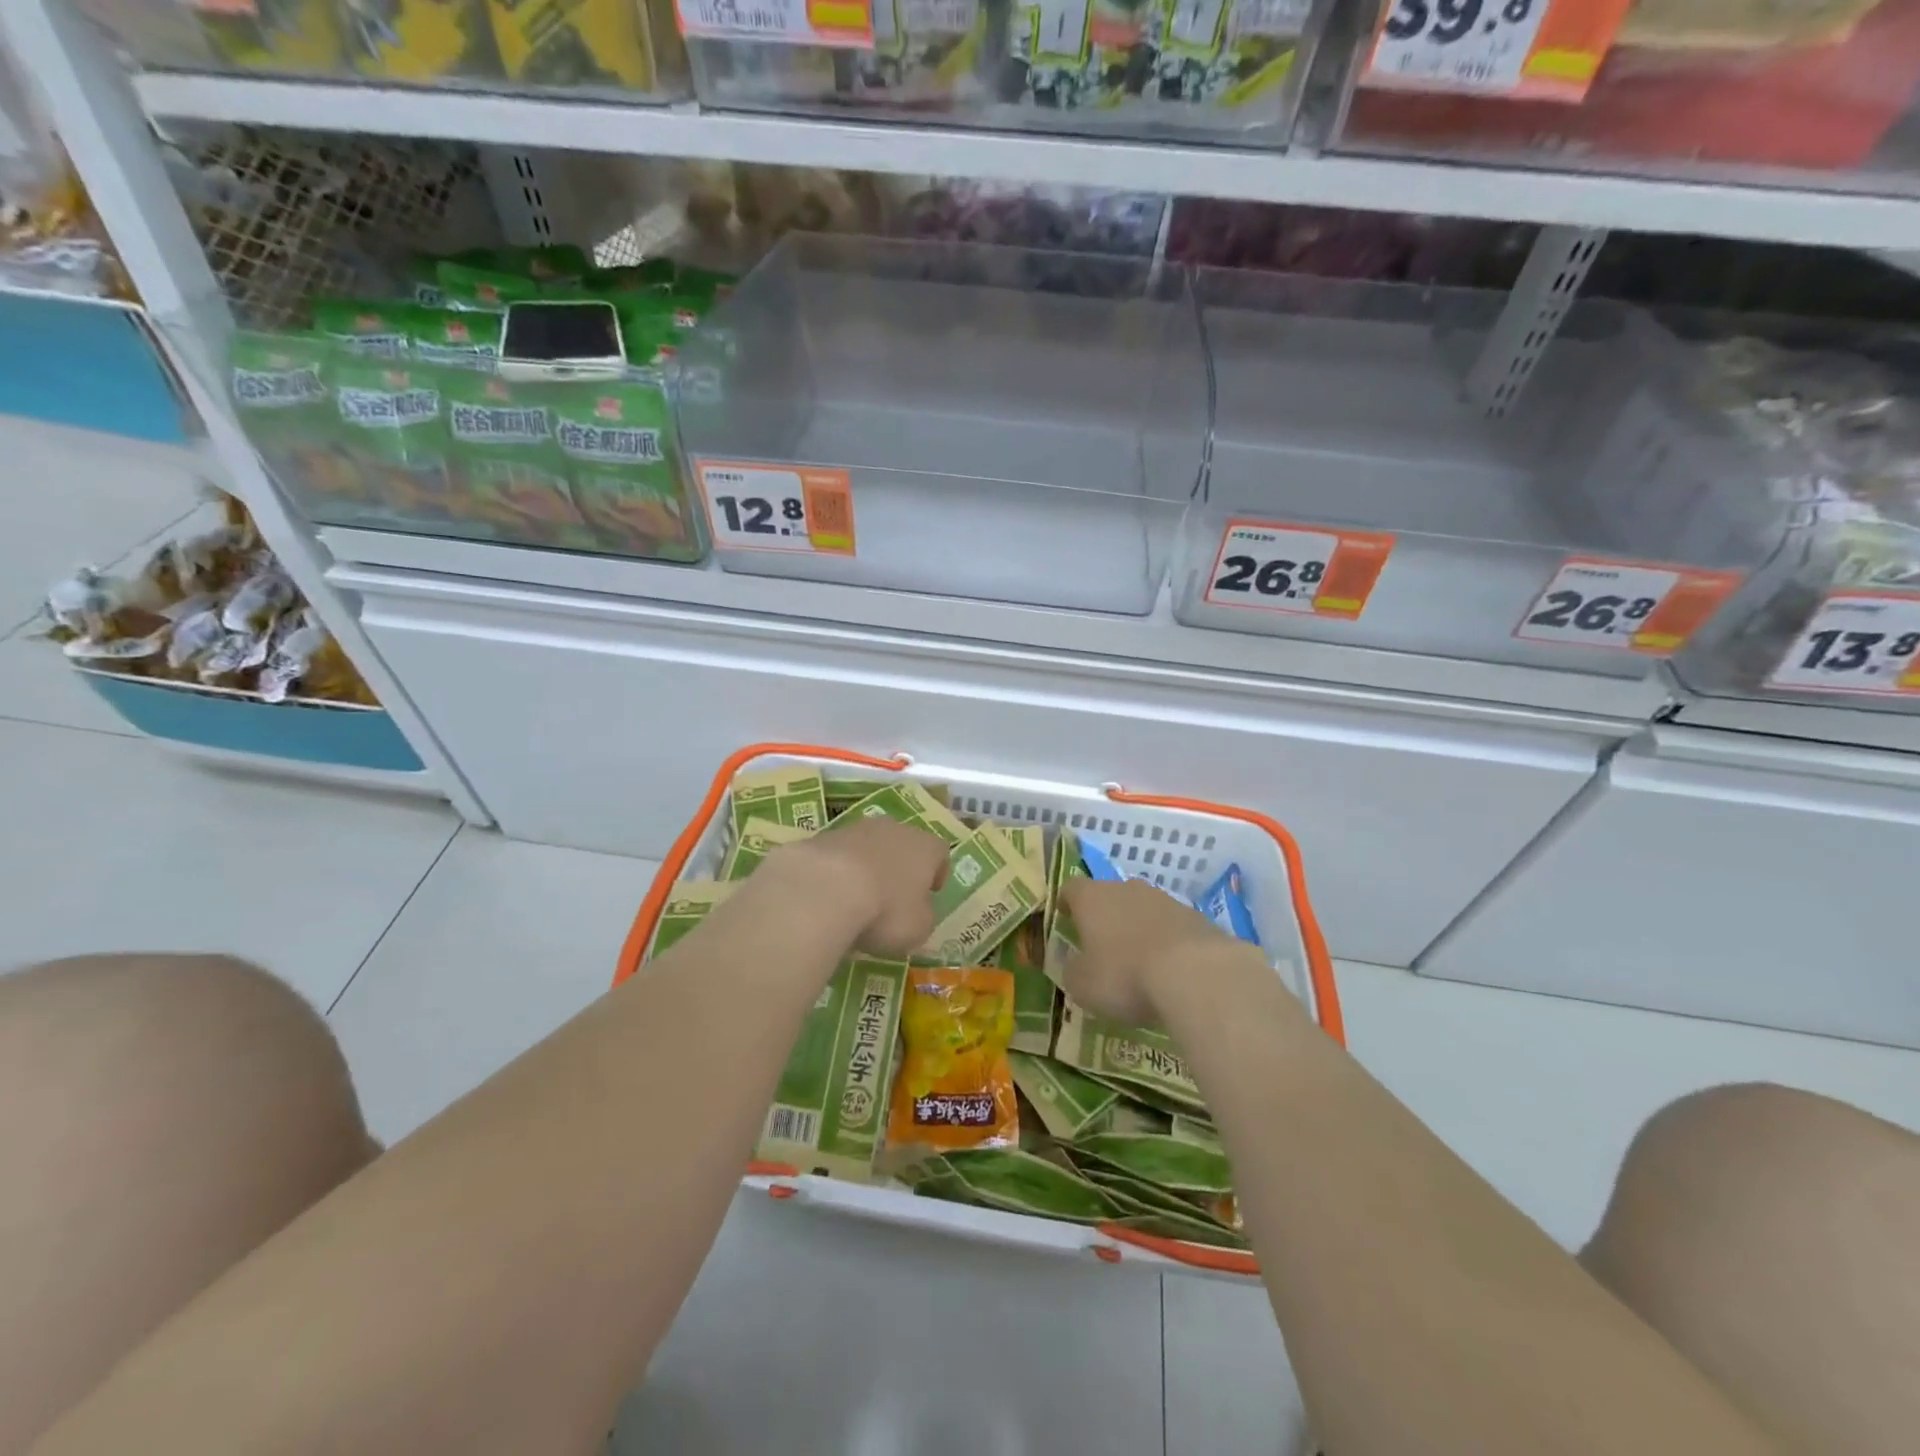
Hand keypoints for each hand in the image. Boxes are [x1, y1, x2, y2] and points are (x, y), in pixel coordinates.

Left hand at [765, 816, 948, 957]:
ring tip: (856, 899)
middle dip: (899, 866)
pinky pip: (837, 856)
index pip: (940, 853)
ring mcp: (854, 829)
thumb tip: (918, 913)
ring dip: (866, 867)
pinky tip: (829, 897)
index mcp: (925, 847)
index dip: (937, 873)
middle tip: (893, 895)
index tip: (930, 893)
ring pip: (868, 846)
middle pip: (902, 844)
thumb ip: (923, 917)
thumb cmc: (886, 910)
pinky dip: (836, 873)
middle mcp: (894, 829)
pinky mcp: (821, 837)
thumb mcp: (918, 929)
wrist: (824, 889)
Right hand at [1059, 878, 1252, 1026]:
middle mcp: (1126, 889)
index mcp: (1092, 898)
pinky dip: (1166, 941)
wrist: (1196, 973)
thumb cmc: (1125, 975)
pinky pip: (1171, 926)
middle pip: (1109, 895)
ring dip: (1137, 928)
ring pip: (1143, 909)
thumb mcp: (1083, 985)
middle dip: (1105, 917)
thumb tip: (1075, 964)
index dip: (1066, 903)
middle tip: (1101, 944)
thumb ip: (1073, 970)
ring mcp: (1165, 899)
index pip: (1071, 888)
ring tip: (1138, 960)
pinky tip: (1169, 968)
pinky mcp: (1196, 917)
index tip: (1065, 918)